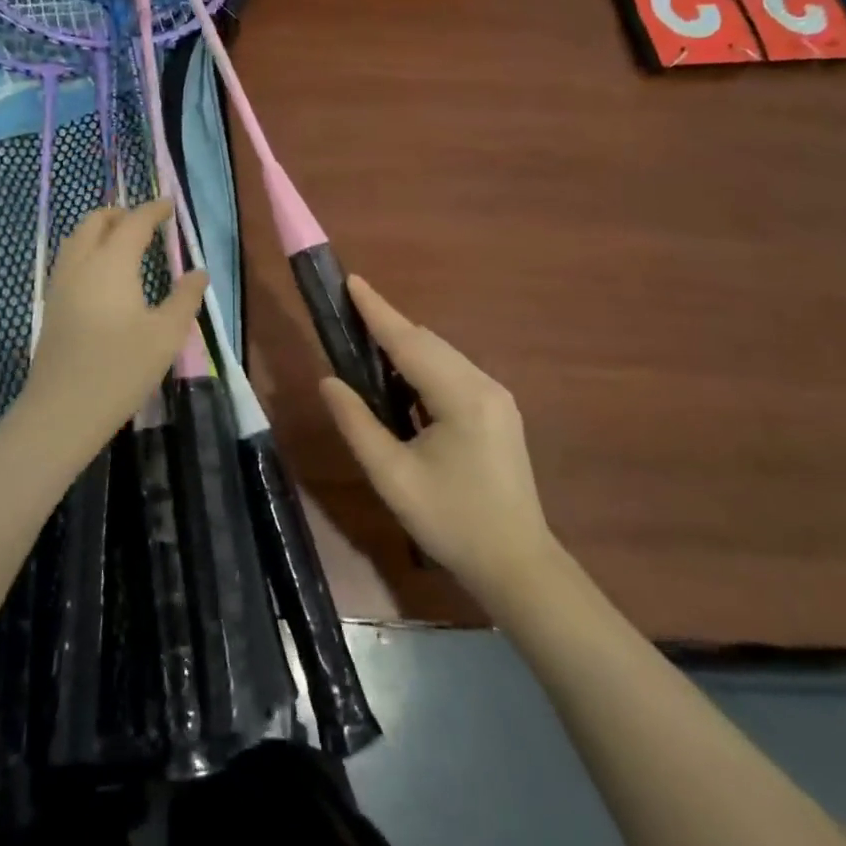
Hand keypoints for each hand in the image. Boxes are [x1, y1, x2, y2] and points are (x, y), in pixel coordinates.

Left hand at [20, 199, 207, 461]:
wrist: (62, 411)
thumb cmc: (121, 369)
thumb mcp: (166, 335)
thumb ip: (184, 298)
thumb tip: (198, 272)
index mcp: (112, 263)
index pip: (133, 223)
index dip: (152, 210)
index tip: (169, 206)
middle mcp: (81, 264)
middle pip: (95, 221)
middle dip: (121, 214)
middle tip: (145, 222)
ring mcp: (60, 284)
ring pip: (76, 239)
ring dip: (100, 231)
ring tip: (124, 243)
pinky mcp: (52, 306)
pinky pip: (69, 260)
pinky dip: (87, 250)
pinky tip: (103, 275)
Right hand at [319, 277, 558, 604]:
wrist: (516, 565)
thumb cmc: (451, 522)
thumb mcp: (393, 477)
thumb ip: (357, 424)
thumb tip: (328, 382)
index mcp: (462, 397)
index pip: (409, 342)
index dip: (377, 311)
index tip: (352, 281)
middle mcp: (484, 385)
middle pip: (428, 343)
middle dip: (388, 327)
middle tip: (348, 318)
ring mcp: (496, 396)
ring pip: (442, 356)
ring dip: (406, 347)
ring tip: (367, 346)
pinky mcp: (498, 410)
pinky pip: (453, 373)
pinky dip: (423, 367)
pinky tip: (402, 381)